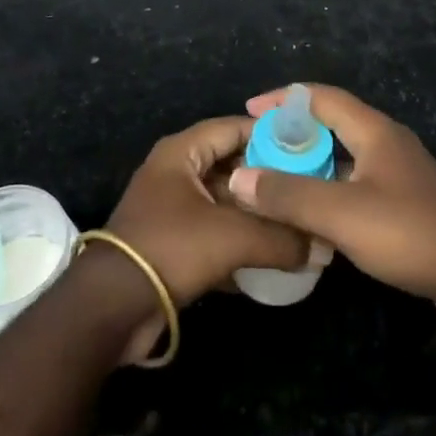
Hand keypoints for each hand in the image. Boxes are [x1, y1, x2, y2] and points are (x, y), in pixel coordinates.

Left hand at [102, 116, 310, 357]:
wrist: (112, 308)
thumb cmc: (171, 248)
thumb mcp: (232, 238)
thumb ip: (281, 238)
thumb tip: (323, 247)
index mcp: (182, 152)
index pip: (234, 127)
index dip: (270, 134)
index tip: (307, 147)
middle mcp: (176, 172)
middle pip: (232, 165)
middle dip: (268, 179)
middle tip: (309, 188)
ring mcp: (173, 209)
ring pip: (225, 202)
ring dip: (257, 214)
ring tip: (298, 223)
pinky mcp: (173, 244)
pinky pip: (215, 233)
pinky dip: (241, 242)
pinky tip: (273, 257)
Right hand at [228, 85, 435, 315]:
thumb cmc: (408, 233)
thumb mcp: (341, 214)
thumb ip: (289, 195)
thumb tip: (239, 177)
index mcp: (373, 130)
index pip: (320, 97)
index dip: (284, 99)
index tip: (250, 110)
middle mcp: (386, 141)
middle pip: (332, 124)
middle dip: (294, 133)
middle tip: (259, 151)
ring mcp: (399, 172)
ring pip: (345, 156)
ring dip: (312, 164)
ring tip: (278, 182)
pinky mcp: (406, 201)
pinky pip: (358, 182)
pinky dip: (331, 189)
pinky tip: (315, 217)